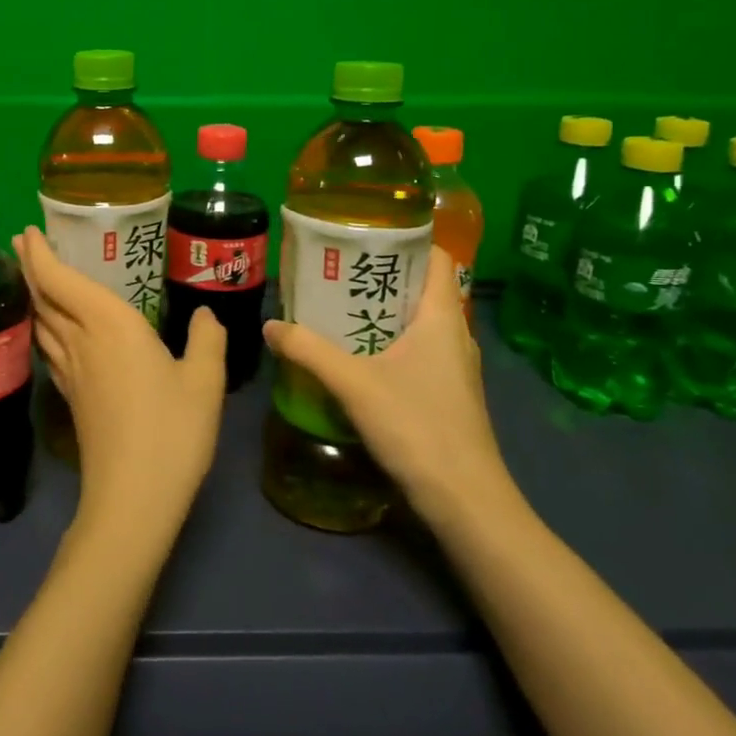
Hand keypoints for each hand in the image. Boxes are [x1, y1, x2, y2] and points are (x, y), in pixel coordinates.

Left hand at [13, 227, 227, 551]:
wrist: (133, 499)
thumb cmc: (172, 431)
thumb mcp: (204, 381)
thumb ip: (206, 340)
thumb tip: (204, 315)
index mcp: (110, 326)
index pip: (62, 281)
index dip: (41, 255)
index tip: (27, 231)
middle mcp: (82, 341)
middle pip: (44, 298)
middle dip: (30, 267)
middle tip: (21, 243)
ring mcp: (72, 372)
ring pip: (42, 323)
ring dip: (33, 295)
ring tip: (32, 277)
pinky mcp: (72, 398)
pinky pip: (50, 347)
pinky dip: (44, 326)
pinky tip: (52, 332)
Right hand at [262, 248, 514, 525]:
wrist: (465, 501)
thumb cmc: (417, 427)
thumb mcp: (354, 384)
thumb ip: (309, 350)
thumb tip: (270, 325)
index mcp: (442, 317)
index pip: (436, 258)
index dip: (407, 240)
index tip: (365, 234)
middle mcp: (454, 335)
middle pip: (421, 288)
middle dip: (381, 275)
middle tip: (337, 270)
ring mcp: (454, 367)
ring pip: (419, 322)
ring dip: (384, 311)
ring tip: (339, 306)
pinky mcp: (448, 394)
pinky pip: (418, 350)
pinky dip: (390, 341)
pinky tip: (357, 355)